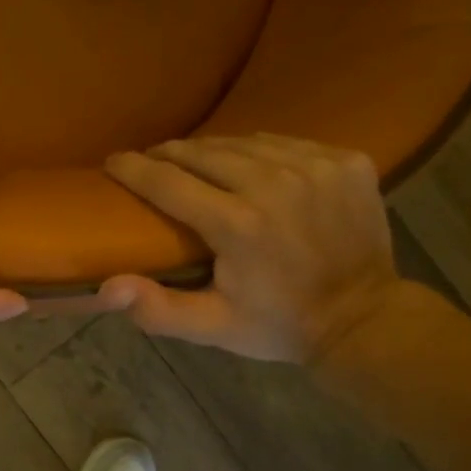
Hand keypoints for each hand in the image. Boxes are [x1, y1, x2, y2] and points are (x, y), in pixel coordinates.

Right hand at [98, 135, 404, 366]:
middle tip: (152, 162)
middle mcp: (274, 184)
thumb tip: (106, 287)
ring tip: (197, 163)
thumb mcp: (213, 328)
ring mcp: (315, 166)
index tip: (112, 163)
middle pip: (203, 152)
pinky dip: (260, 152)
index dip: (133, 169)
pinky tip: (253, 168)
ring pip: (244, 142)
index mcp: (237, 225)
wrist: (364, 320)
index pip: (167, 181)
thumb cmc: (278, 325)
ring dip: (213, 151)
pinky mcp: (346, 161)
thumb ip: (158, 309)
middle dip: (170, 155)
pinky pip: (286, 143)